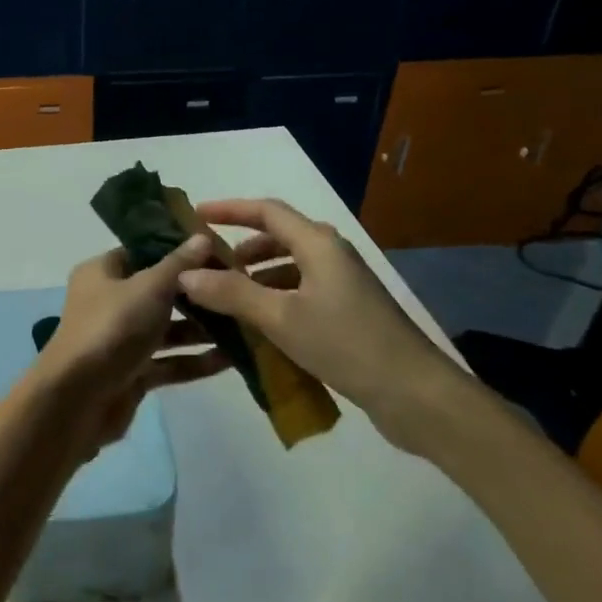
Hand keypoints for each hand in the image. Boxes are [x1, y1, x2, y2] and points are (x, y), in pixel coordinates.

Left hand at [37, 236, 230, 454]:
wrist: (76, 400)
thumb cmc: (111, 328)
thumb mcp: (149, 288)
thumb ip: (178, 264)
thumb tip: (202, 237)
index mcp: (102, 273)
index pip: (144, 252)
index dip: (179, 250)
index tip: (220, 252)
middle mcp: (108, 302)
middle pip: (159, 292)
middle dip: (198, 294)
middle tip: (240, 289)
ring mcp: (120, 340)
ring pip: (167, 330)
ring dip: (202, 330)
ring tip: (246, 325)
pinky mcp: (131, 374)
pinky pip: (168, 362)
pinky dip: (195, 361)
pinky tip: (232, 360)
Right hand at [177, 199, 474, 453]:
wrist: (415, 392)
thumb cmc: (345, 344)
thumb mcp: (280, 318)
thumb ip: (231, 293)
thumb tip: (186, 275)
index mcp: (318, 244)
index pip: (267, 211)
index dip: (229, 209)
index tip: (195, 215)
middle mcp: (331, 255)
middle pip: (279, 236)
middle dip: (240, 246)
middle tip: (206, 264)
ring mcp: (343, 283)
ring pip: (290, 265)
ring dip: (256, 274)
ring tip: (224, 295)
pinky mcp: (348, 310)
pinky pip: (300, 290)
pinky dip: (274, 296)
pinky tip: (257, 322)